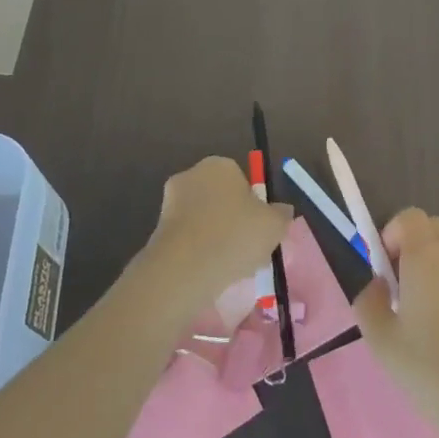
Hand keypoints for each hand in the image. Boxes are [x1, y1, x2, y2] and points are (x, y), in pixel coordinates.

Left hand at [139, 157, 291, 313]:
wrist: (183, 269)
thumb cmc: (234, 236)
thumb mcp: (274, 225)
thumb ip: (281, 214)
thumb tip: (281, 211)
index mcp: (219, 165)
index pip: (242, 180)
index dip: (254, 205)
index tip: (260, 228)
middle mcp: (191, 175)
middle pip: (221, 198)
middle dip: (233, 220)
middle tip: (248, 248)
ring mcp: (170, 202)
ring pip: (204, 220)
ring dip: (216, 237)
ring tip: (230, 266)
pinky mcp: (157, 230)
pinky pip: (188, 238)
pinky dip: (199, 251)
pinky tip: (209, 272)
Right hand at [354, 209, 438, 437]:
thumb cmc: (432, 370)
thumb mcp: (382, 340)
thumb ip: (369, 302)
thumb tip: (378, 286)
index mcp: (428, 254)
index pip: (408, 217)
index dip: (390, 236)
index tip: (383, 273)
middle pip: (431, 229)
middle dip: (410, 250)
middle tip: (398, 293)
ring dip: (432, 270)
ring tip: (423, 319)